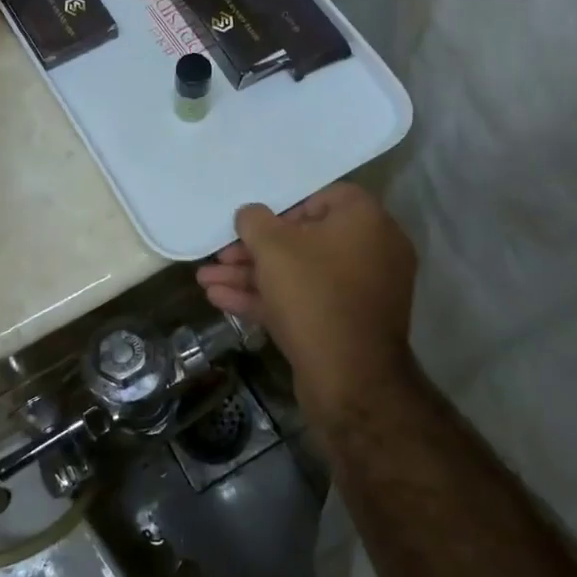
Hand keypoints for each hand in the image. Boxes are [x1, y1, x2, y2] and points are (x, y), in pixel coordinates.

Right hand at [197, 183, 416, 421]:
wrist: (349, 378)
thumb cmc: (313, 295)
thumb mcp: (273, 248)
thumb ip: (255, 221)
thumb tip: (250, 214)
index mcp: (366, 221)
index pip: (322, 198)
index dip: (283, 208)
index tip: (256, 225)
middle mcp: (371, 251)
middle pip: (304, 240)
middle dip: (254, 250)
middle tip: (220, 256)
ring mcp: (360, 291)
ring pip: (299, 274)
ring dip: (252, 276)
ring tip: (205, 280)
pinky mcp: (346, 324)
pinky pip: (305, 300)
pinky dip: (268, 298)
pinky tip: (220, 300)